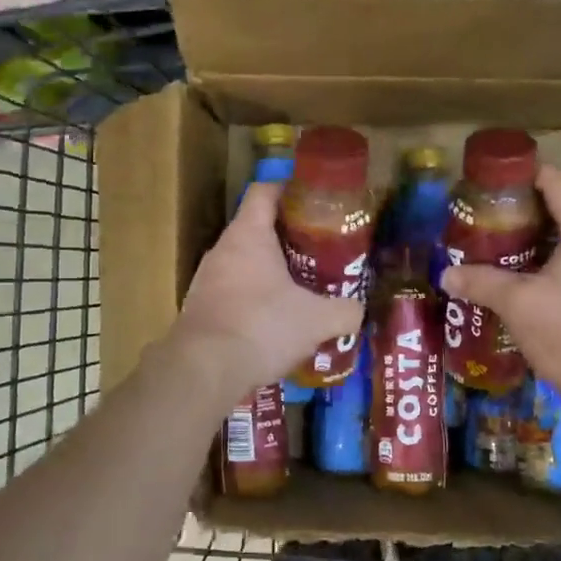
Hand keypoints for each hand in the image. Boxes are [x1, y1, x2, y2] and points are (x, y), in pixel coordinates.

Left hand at [168, 179, 363, 401]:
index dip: (289, 190)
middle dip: (289, 239)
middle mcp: (222, 250)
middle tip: (321, 253)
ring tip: (303, 290)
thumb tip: (359, 310)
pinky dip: (255, 301)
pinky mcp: (201, 310)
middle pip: (256, 229)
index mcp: (248, 234)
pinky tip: (276, 323)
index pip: (265, 191)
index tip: (314, 202)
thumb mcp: (317, 320)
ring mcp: (206, 280)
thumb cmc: (262, 327)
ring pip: (245, 264)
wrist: (203, 370)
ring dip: (271, 273)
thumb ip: (345, 311)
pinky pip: (234, 294)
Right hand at [441, 166, 560, 429]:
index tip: (498, 180)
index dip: (527, 175)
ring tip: (508, 255)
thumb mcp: (517, 305)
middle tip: (492, 223)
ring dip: (544, 245)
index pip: (558, 184)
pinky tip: (536, 289)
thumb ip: (481, 283)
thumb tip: (446, 275)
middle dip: (529, 215)